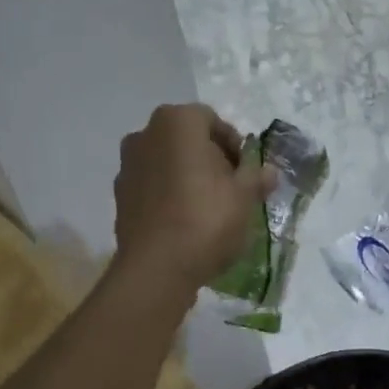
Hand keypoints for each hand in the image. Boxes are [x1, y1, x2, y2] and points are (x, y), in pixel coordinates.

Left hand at [113, 104, 273, 297]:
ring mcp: (127, 165)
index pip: (211, 120)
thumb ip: (256, 178)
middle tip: (230, 187)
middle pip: (187, 139)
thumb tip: (269, 172)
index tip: (245, 171)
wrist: (156, 268)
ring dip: (188, 176)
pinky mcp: (119, 196)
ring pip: (168, 162)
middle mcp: (146, 134)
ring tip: (209, 207)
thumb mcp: (244, 197)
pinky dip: (168, 194)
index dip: (233, 144)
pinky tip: (185, 221)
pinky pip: (153, 186)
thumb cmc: (206, 218)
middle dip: (210, 158)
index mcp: (177, 122)